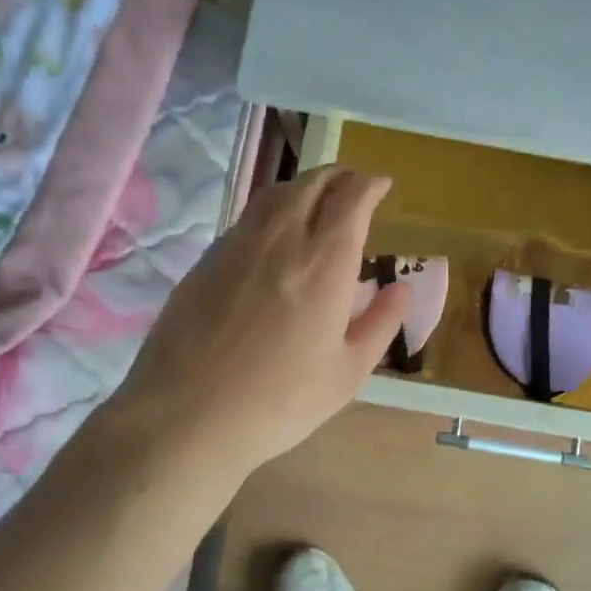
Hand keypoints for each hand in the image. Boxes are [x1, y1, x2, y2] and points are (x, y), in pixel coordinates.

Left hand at [107, 166, 410, 478]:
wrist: (186, 414)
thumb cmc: (279, 401)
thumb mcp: (347, 373)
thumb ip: (381, 323)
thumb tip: (404, 287)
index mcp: (325, 263)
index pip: (352, 200)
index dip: (370, 185)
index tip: (382, 185)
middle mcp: (283, 239)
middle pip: (313, 183)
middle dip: (339, 175)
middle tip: (353, 183)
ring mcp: (239, 244)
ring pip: (277, 193)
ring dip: (304, 185)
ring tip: (317, 197)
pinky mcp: (208, 258)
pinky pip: (249, 216)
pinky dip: (273, 208)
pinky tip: (275, 232)